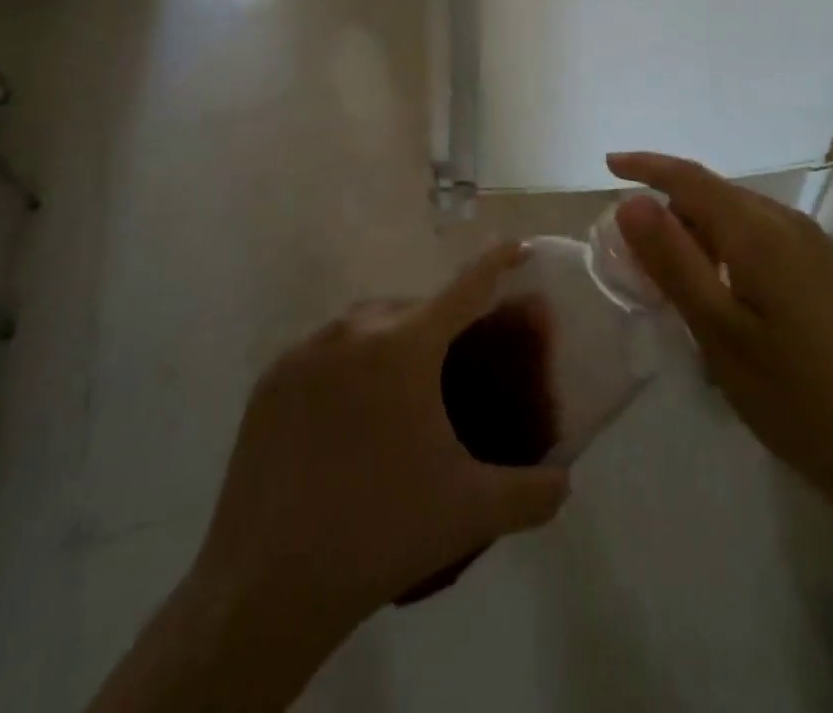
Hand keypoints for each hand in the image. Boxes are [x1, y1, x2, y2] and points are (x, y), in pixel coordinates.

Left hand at [192, 244, 569, 634]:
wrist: (267, 587)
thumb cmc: (381, 533)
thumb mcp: (471, 511)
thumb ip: (532, 492)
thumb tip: (565, 482)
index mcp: (406, 347)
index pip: (466, 287)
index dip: (496, 262)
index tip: (517, 246)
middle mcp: (355, 330)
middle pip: (413, 309)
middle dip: (439, 324)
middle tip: (452, 367)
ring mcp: (306, 350)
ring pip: (365, 324)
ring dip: (391, 341)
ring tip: (399, 392)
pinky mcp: (271, 379)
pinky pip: (324, 350)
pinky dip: (347, 362)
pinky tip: (349, 411)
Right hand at [608, 152, 832, 532]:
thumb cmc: (794, 397)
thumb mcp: (718, 334)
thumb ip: (673, 262)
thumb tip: (632, 202)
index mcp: (761, 233)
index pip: (691, 179)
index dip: (647, 166)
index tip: (610, 164)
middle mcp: (792, 224)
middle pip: (717, 196)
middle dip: (673, 213)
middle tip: (642, 262)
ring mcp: (820, 246)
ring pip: (744, 218)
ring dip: (704, 233)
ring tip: (685, 285)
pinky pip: (770, 238)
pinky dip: (735, 249)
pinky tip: (734, 296)